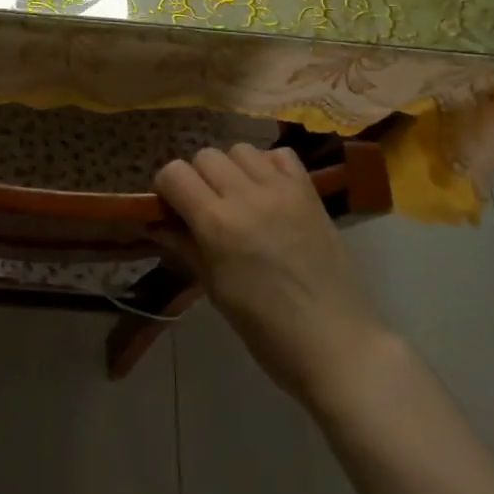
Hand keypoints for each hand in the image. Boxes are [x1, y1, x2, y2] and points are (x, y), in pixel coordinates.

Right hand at [156, 145, 392, 407]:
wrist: (337, 343)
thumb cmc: (267, 330)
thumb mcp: (216, 290)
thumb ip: (185, 247)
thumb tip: (156, 224)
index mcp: (217, 223)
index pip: (174, 173)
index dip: (167, 188)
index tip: (172, 210)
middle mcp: (247, 195)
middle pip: (205, 155)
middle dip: (196, 177)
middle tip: (204, 207)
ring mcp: (282, 189)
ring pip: (240, 149)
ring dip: (231, 168)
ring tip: (238, 197)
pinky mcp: (310, 191)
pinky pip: (280, 155)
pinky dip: (267, 165)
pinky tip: (268, 192)